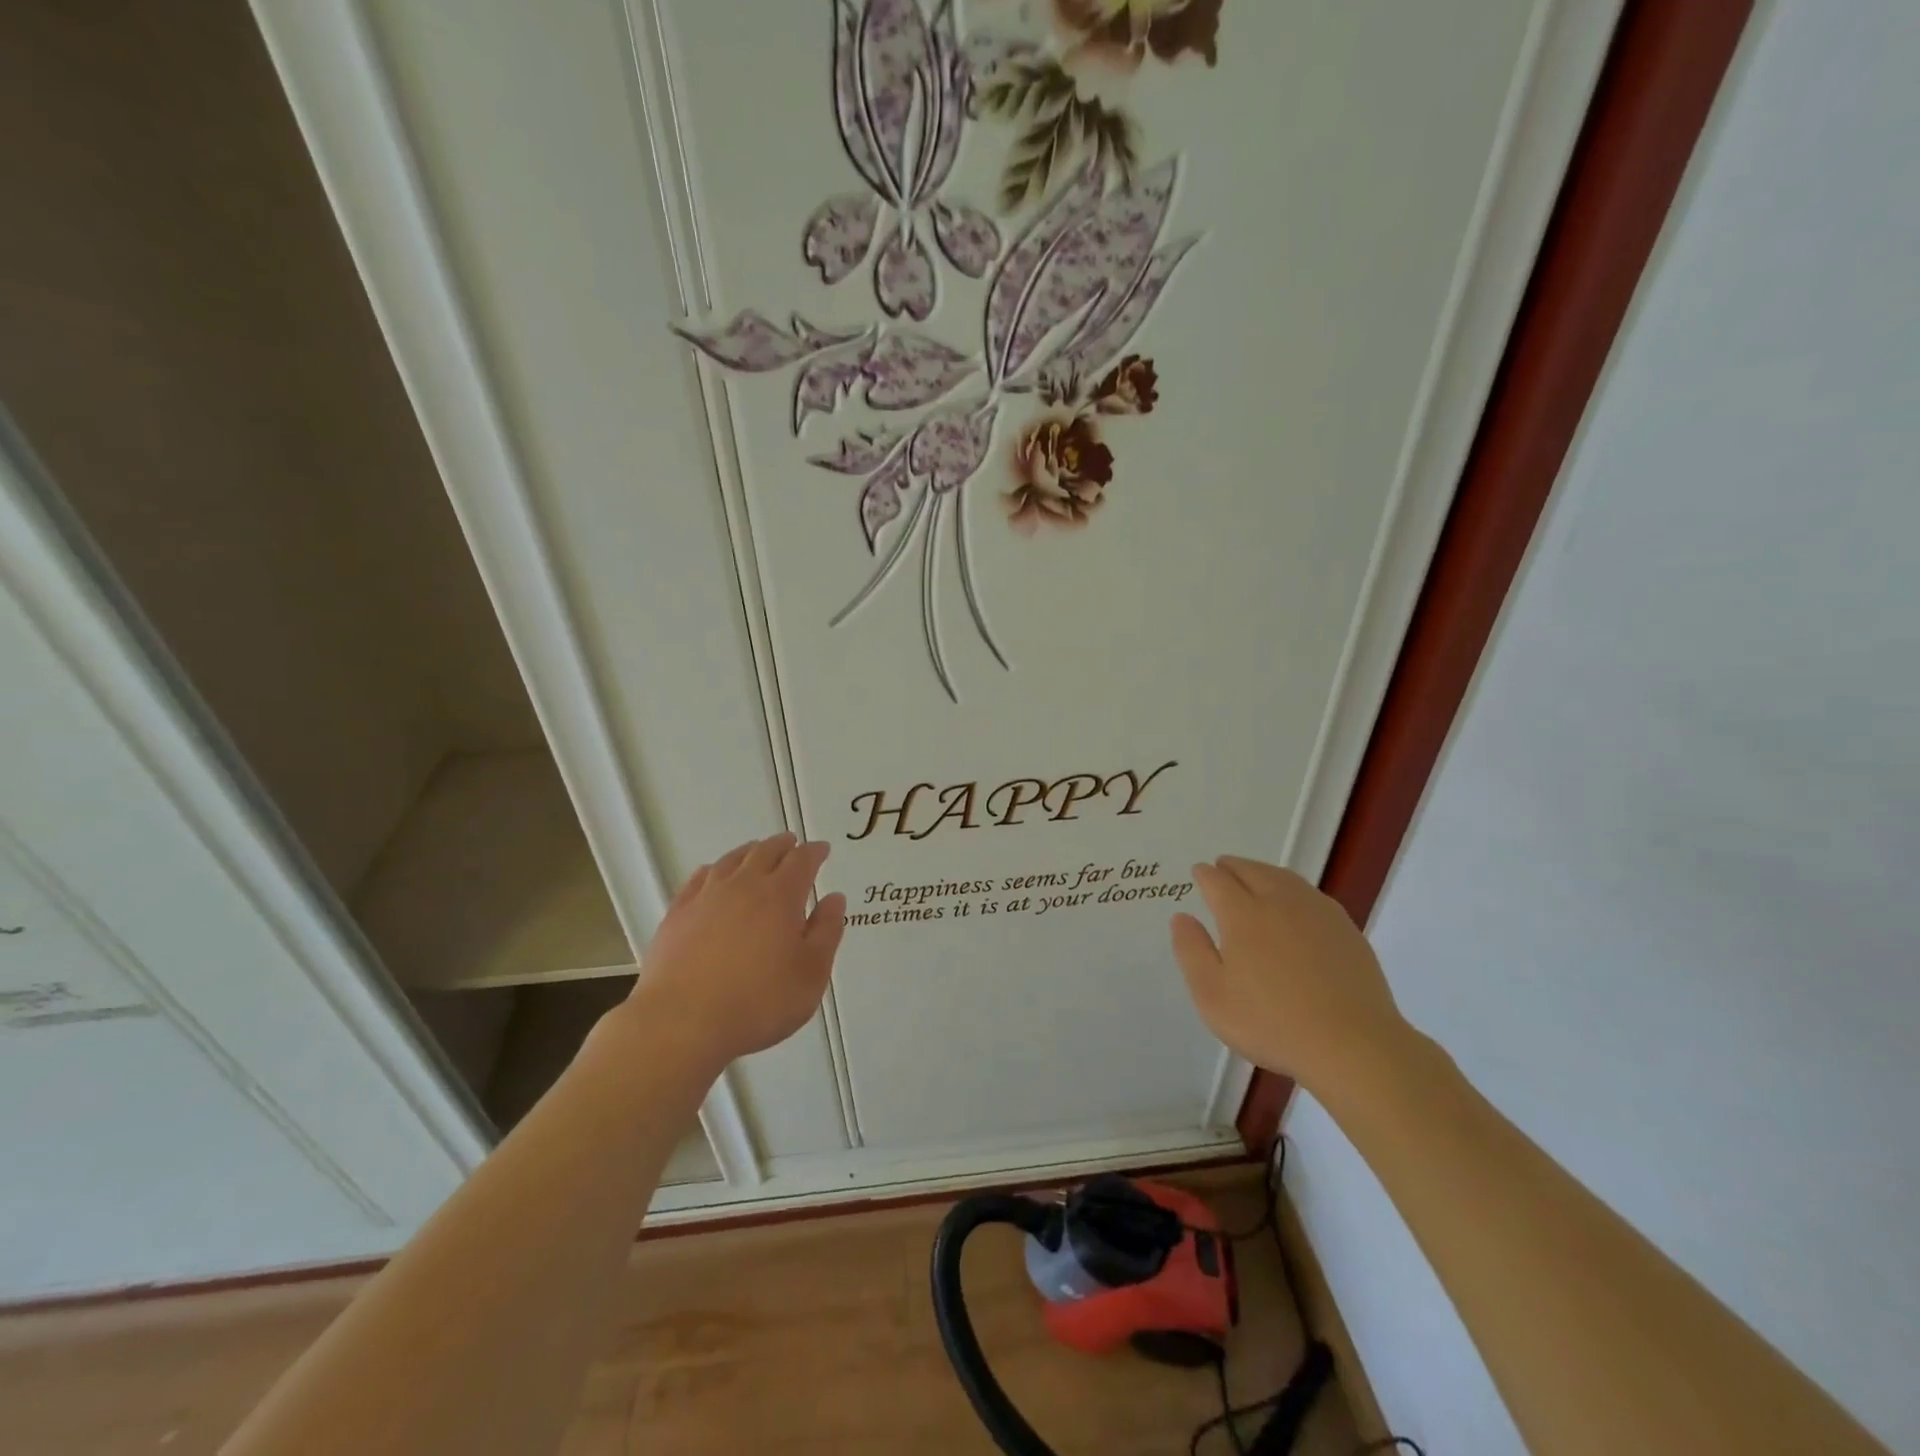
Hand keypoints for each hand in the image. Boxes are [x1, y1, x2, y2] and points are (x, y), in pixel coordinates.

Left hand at [623, 834, 846, 1068]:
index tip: (822, 849)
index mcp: (780, 896)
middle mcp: (744, 886)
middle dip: (782, 845)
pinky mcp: (677, 915)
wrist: (681, 1023)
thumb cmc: (758, 1002)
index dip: (814, 852)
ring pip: (731, 860)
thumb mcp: (811, 974)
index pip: (801, 861)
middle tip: (791, 843)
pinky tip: (711, 873)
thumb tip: (834, 899)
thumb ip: (826, 932)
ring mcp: (706, 898)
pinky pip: (698, 879)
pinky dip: (712, 870)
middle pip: (765, 852)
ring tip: (756, 851)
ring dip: (749, 851)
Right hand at [1171, 855, 1411, 1097]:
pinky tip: (1294, 904)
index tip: (1199, 873)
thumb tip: (1182, 917)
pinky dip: (1293, 888)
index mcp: (1243, 915)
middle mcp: (1279, 902)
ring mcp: (1317, 913)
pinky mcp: (1345, 929)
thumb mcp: (1212, 996)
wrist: (1353, 1045)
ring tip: (1255, 877)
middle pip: (1252, 871)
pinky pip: (1310, 894)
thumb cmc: (1271, 1023)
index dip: (1205, 875)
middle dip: (1233, 866)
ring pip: (1284, 878)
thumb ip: (1192, 952)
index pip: (1218, 881)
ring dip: (1263, 872)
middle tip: (1222, 867)